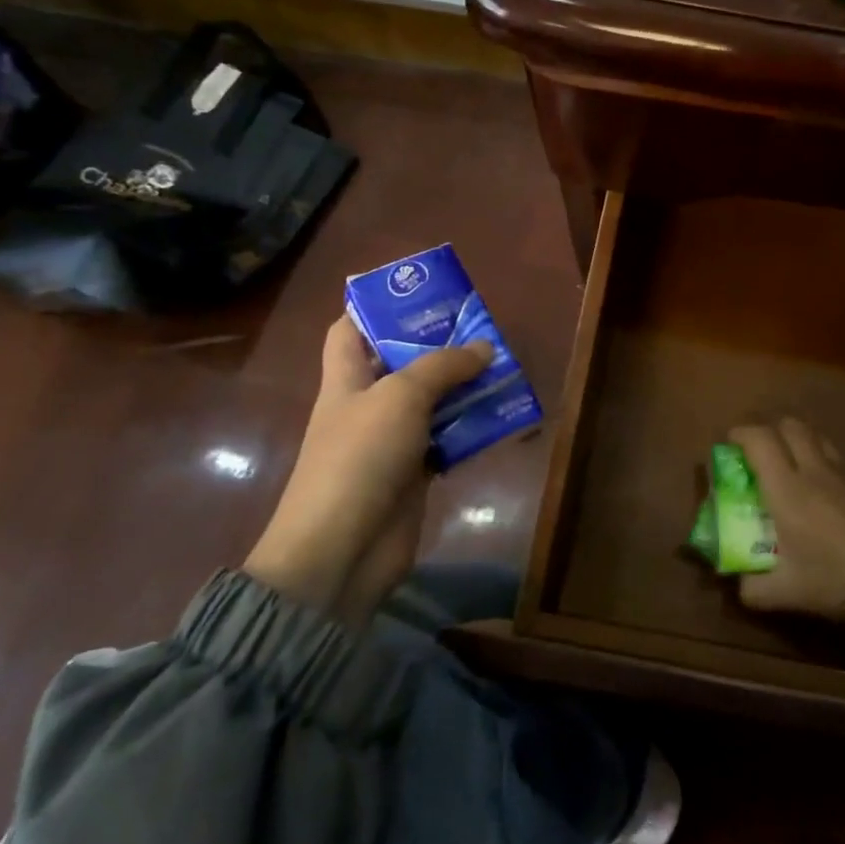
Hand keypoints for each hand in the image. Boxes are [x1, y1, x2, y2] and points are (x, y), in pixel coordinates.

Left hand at [243, 316, 492, 620]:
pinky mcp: (414, 474)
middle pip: (401, 363)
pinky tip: (500, 415)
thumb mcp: (400, 397)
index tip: (417, 293)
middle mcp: (367, 405)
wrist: (342, 550)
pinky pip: (446, 441)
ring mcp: (390, 442)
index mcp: (346, 379)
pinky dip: (470, 429)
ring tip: (502, 365)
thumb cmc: (359, 458)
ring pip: (431, 402)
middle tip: (480, 326)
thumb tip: (484, 348)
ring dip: (463, 387)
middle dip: (438, 344)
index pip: (349, 330)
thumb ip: (443, 367)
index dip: (374, 307)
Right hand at [730, 418, 844, 641]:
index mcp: (785, 489)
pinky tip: (814, 482)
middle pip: (789, 426)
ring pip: (813, 434)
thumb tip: (737, 584)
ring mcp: (839, 472)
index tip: (728, 445)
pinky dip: (816, 454)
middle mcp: (811, 470)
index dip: (740, 435)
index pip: (759, 440)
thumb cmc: (833, 578)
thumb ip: (751, 588)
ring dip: (794, 438)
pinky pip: (831, 453)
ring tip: (784, 461)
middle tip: (755, 452)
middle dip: (767, 430)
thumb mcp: (783, 592)